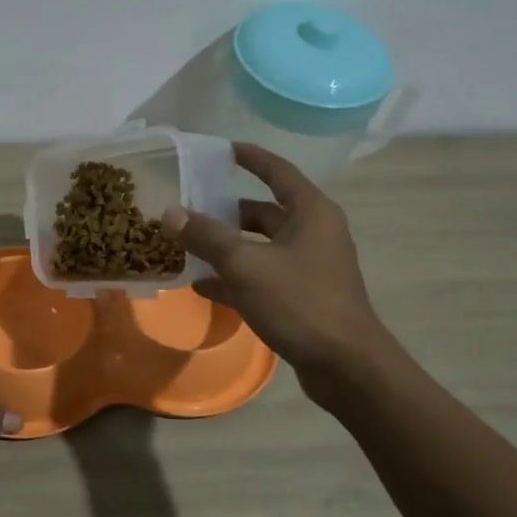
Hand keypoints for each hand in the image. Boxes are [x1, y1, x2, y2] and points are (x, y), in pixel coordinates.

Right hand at [163, 143, 389, 393]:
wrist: (346, 366)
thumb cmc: (300, 303)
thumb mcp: (246, 265)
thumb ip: (207, 237)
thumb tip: (171, 213)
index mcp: (311, 213)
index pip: (278, 172)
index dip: (250, 158)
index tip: (222, 149)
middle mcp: (314, 234)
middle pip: (264, 212)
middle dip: (227, 210)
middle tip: (189, 206)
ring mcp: (309, 268)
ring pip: (260, 247)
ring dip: (227, 246)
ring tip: (187, 246)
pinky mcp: (302, 298)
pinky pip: (262, 278)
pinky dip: (235, 278)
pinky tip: (202, 285)